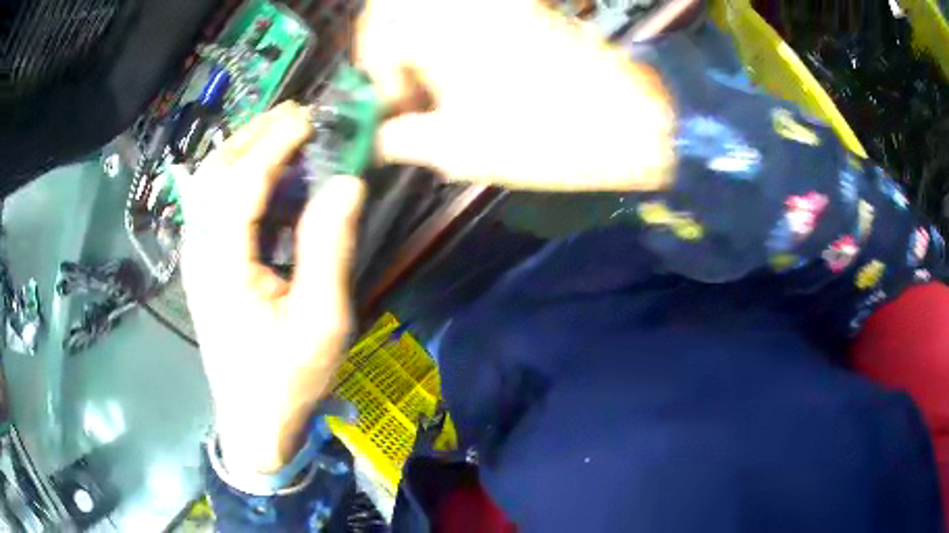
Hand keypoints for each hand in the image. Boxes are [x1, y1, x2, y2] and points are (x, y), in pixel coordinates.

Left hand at [179, 102, 364, 473]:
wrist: (253, 421)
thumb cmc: (288, 378)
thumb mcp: (321, 320)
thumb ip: (329, 247)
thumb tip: (347, 182)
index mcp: (222, 264)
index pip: (241, 183)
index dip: (275, 143)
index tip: (309, 117)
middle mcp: (200, 251)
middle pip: (215, 173)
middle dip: (254, 135)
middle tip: (296, 115)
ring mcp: (197, 257)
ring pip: (210, 185)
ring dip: (244, 151)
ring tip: (283, 134)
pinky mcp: (203, 265)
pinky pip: (214, 205)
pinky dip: (240, 178)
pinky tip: (267, 177)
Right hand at [355, 0, 675, 191]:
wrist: (628, 120)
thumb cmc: (540, 135)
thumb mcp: (457, 149)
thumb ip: (403, 139)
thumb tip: (377, 138)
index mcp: (436, 23)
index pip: (375, 25)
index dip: (374, 68)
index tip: (391, 107)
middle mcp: (463, 1)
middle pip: (400, 9)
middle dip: (394, 49)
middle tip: (407, 91)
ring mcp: (499, 3)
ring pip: (435, 11)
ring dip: (424, 45)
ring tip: (439, 89)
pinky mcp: (527, 10)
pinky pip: (472, 14)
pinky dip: (457, 40)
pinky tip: (471, 77)